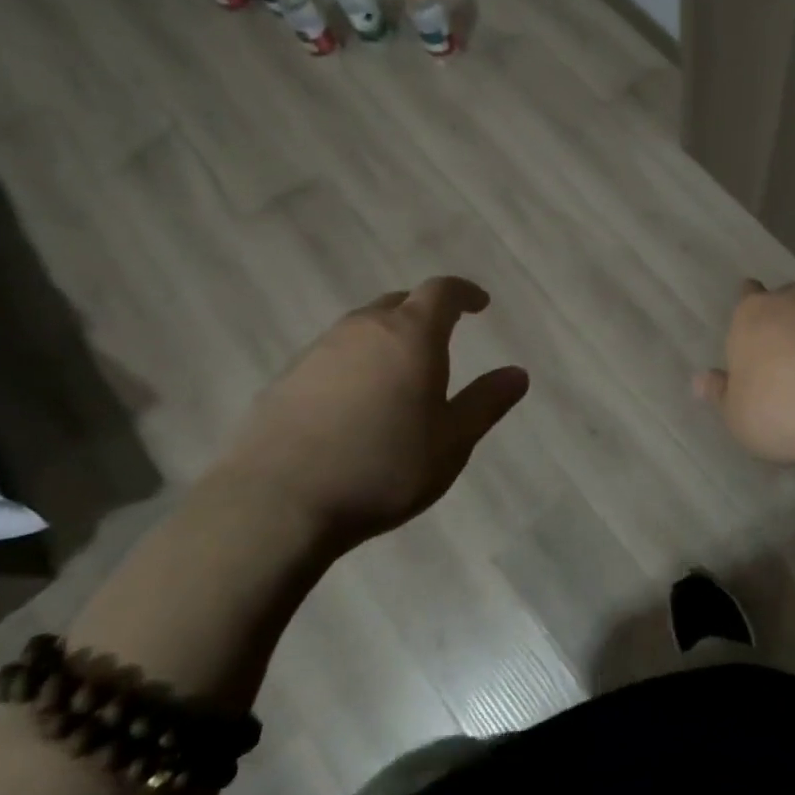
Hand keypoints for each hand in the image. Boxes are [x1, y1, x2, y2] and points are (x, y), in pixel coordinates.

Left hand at [215, 277, 528, 547]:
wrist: (276, 502)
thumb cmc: (382, 467)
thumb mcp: (451, 442)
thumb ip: (486, 402)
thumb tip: (518, 374)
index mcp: (411, 335)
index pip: (442, 291)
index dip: (464, 292)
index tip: (479, 303)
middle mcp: (364, 328)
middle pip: (399, 303)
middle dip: (424, 313)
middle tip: (440, 338)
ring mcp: (319, 350)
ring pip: (362, 328)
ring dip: (386, 338)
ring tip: (398, 373)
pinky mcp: (286, 378)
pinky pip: (332, 355)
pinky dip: (353, 364)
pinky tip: (352, 403)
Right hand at [695, 280, 794, 468]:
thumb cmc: (780, 409)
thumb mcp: (737, 416)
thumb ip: (722, 394)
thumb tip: (700, 380)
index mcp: (753, 315)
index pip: (747, 295)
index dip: (750, 307)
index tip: (755, 321)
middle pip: (791, 296)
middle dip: (792, 314)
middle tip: (793, 345)